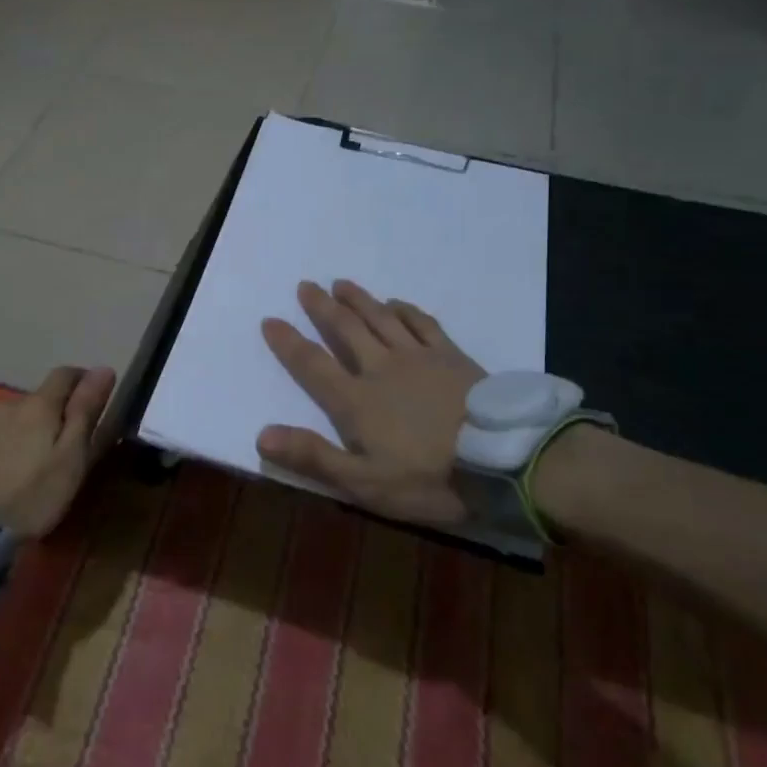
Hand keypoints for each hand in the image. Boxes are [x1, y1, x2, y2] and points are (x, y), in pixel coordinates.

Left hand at [0, 366, 116, 538]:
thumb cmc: (33, 493)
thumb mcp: (71, 456)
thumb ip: (85, 411)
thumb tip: (104, 368)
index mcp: (39, 404)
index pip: (66, 373)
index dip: (84, 382)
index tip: (94, 403)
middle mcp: (9, 402)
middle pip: (41, 397)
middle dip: (56, 412)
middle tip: (66, 446)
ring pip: (18, 415)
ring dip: (31, 428)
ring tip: (36, 462)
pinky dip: (11, 442)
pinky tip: (11, 468)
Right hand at [257, 280, 481, 524]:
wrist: (504, 461)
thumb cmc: (429, 479)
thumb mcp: (365, 483)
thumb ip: (313, 458)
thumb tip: (262, 435)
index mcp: (356, 400)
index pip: (312, 365)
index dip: (288, 343)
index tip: (270, 319)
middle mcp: (381, 368)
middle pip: (346, 330)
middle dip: (322, 308)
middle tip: (306, 286)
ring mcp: (419, 357)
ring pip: (380, 318)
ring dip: (358, 299)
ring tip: (341, 283)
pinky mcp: (451, 356)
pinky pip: (422, 323)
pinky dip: (405, 310)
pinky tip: (396, 303)